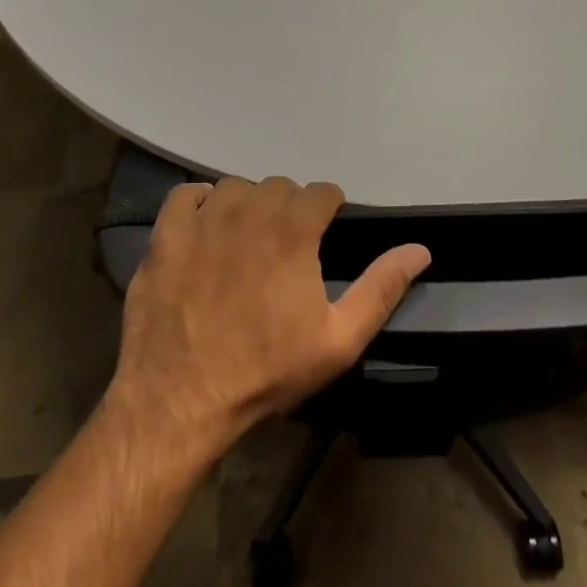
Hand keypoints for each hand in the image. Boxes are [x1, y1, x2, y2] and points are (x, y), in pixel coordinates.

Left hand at [108, 176, 430, 452]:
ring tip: (246, 241)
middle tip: (287, 248)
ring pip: (236, 187)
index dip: (328, 211)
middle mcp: (249, 209)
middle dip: (290, 209)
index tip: (324, 235)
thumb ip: (381, 288)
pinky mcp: (166, 233)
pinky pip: (187, 194)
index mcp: (293, 229)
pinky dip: (199, 204)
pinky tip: (204, 229)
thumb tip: (420, 249)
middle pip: (280, 186)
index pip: (322, 191)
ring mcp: (203, 218)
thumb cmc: (266, 371)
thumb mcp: (338, 340)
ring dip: (247, 206)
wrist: (179, 399)